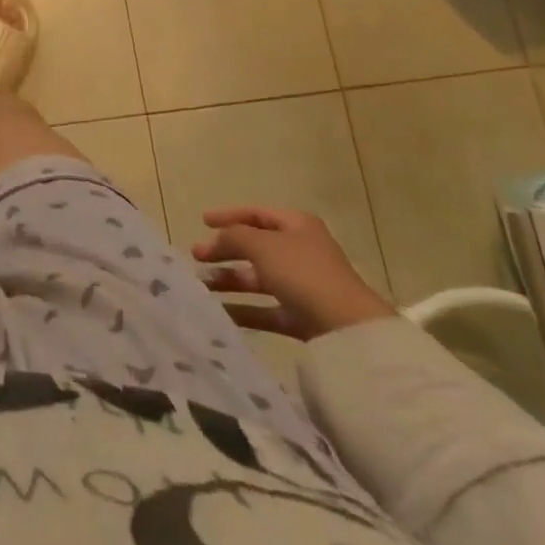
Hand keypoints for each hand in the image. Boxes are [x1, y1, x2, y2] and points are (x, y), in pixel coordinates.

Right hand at [193, 206, 395, 341]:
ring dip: (230, 279)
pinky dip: (244, 309)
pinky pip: (266, 309)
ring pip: (258, 278)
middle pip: (255, 246)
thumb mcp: (262, 245)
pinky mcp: (302, 317)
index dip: (228, 215)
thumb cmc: (303, 273)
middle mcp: (300, 251)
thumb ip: (233, 237)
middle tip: (196, 256)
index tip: (202, 221)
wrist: (348, 330)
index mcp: (296, 225)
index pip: (256, 214)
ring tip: (202, 285)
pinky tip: (220, 312)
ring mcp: (302, 285)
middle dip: (224, 250)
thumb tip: (214, 239)